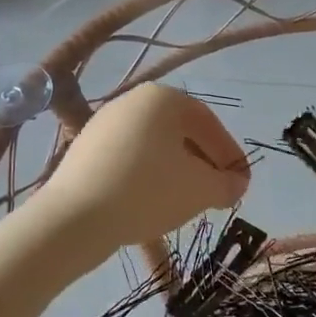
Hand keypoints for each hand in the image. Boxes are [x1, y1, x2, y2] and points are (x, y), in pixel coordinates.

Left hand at [41, 84, 249, 249]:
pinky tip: (153, 205)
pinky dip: (148, 179)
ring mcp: (104, 125)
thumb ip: (226, 184)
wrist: (75, 218)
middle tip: (219, 192)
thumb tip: (236, 183)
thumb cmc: (148, 191)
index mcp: (163, 98)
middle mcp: (133, 102)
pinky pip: (129, 161)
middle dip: (204, 163)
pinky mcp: (84, 151)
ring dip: (177, 173)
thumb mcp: (201, 189)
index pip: (209, 123)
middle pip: (180, 133)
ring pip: (154, 148)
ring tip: (188, 203)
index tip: (241, 182)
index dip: (230, 154)